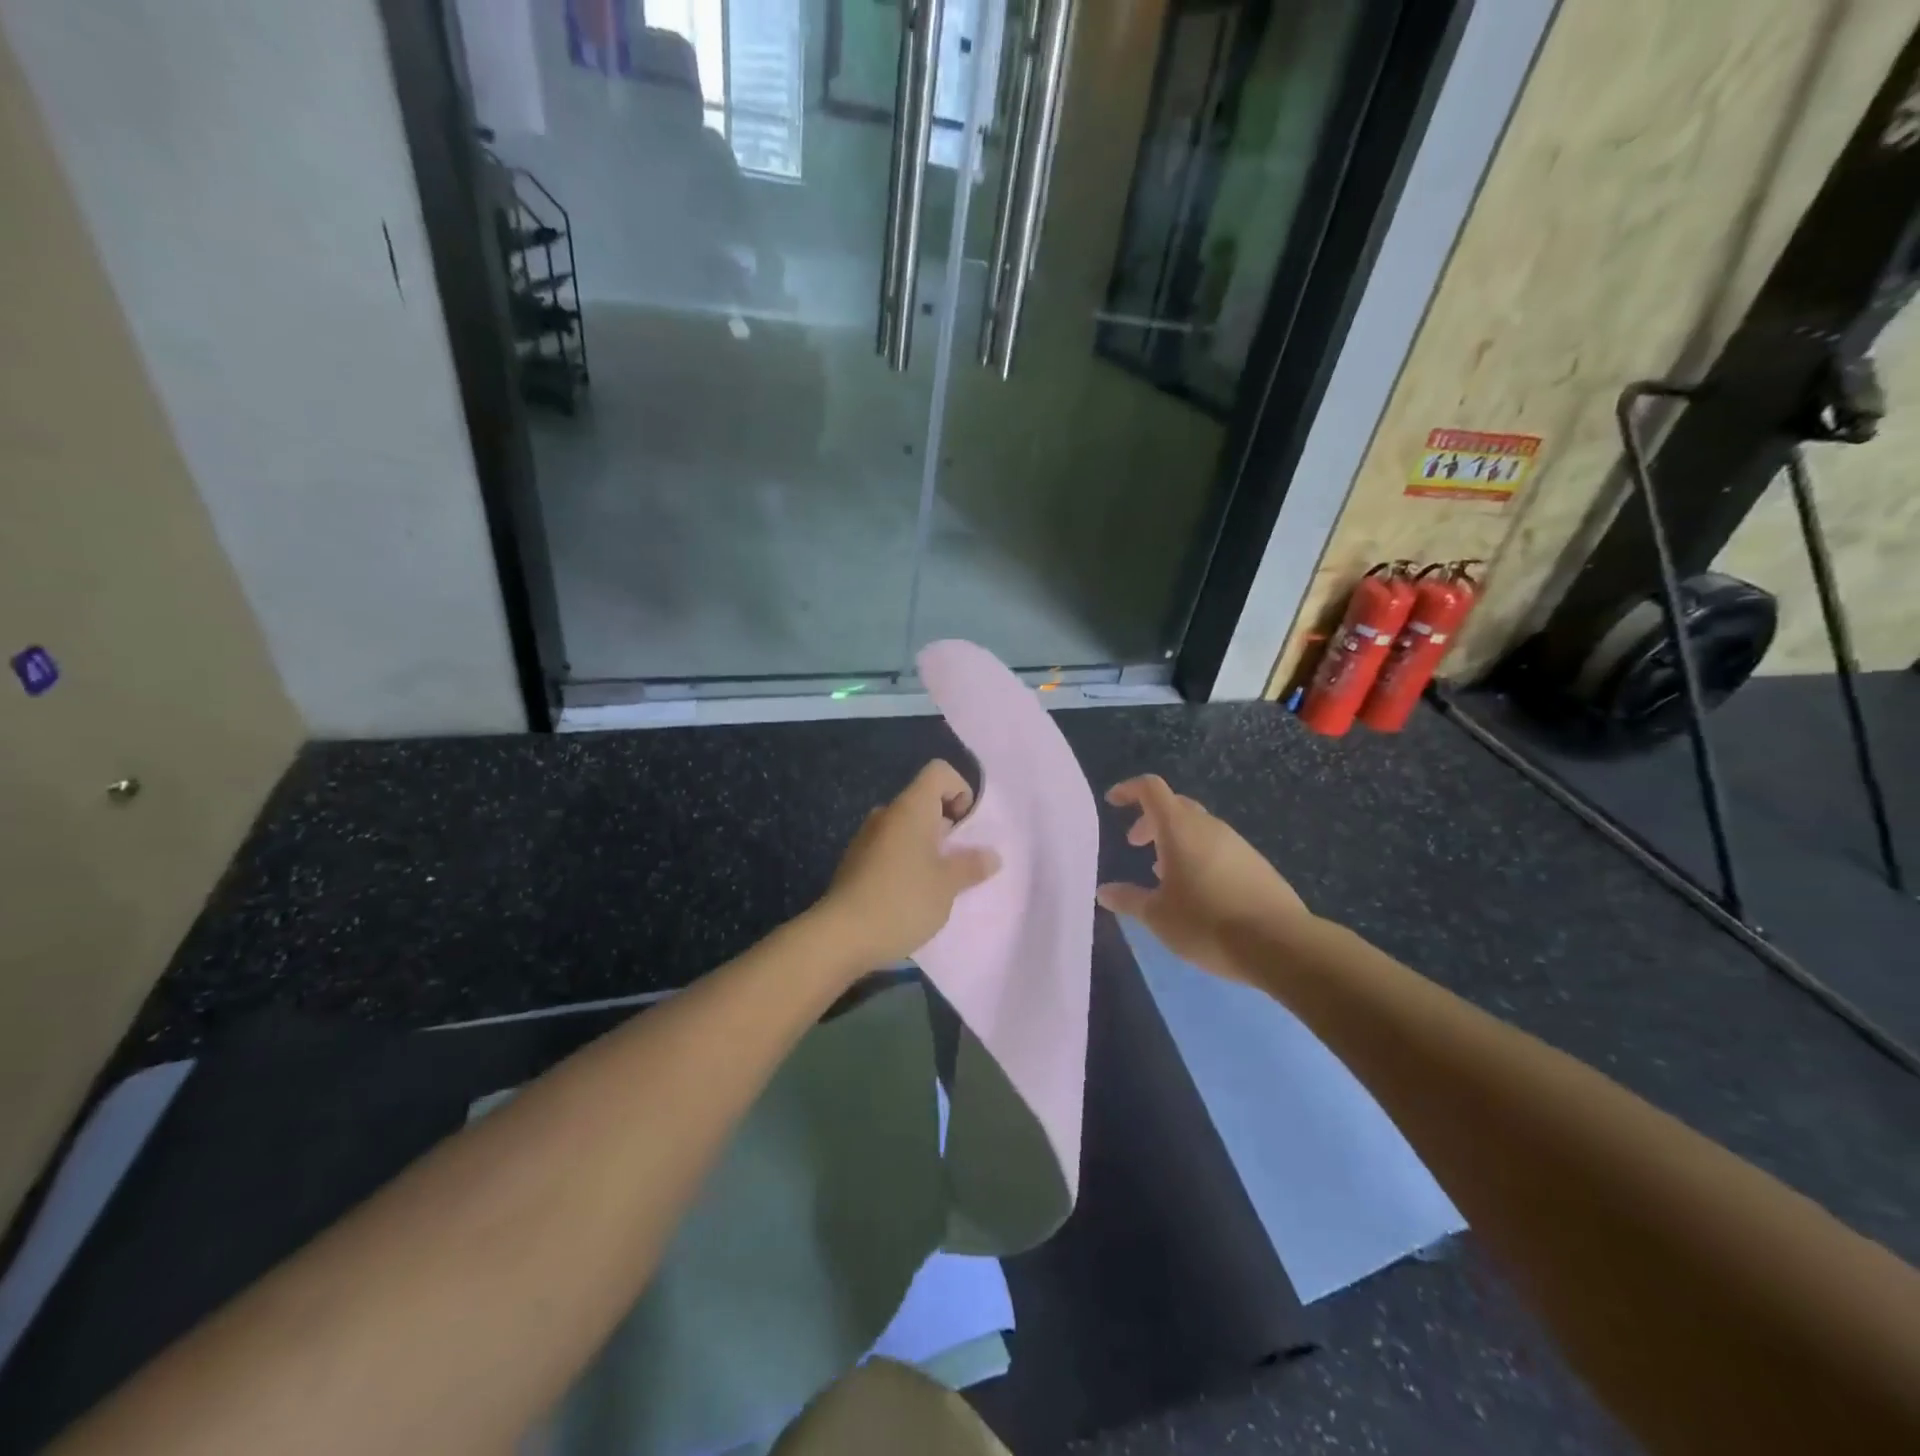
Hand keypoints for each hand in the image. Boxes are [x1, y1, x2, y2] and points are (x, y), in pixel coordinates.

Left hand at [819, 760, 1000, 968]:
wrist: (840, 936)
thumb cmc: (902, 900)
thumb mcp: (947, 885)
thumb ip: (971, 865)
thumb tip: (991, 856)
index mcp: (910, 808)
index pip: (939, 772)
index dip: (960, 789)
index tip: (966, 827)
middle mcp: (887, 815)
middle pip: (924, 801)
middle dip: (948, 826)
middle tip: (959, 862)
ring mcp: (867, 838)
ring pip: (907, 829)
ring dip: (928, 848)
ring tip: (939, 883)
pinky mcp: (856, 863)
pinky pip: (891, 850)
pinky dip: (908, 862)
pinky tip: (912, 897)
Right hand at [1096, 775, 1308, 981]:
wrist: (1280, 944)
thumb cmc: (1207, 923)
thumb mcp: (1158, 916)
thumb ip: (1128, 899)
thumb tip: (1104, 891)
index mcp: (1180, 829)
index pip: (1151, 789)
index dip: (1129, 789)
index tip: (1113, 802)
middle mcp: (1209, 827)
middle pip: (1176, 806)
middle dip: (1151, 819)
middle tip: (1135, 844)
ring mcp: (1237, 844)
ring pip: (1198, 828)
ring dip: (1175, 840)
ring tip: (1163, 873)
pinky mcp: (1256, 864)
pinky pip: (1218, 847)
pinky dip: (1198, 855)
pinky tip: (1197, 891)